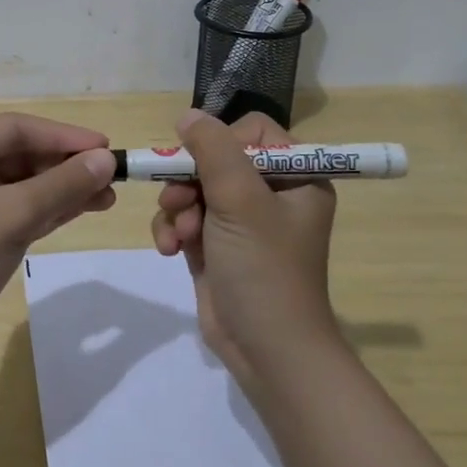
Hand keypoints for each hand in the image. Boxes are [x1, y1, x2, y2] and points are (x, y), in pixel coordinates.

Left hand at [0, 113, 117, 357]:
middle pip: (21, 154)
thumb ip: (61, 185)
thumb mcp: (11, 216)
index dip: (63, 136)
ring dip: (63, 188)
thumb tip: (106, 160)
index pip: (15, 129)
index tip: (105, 147)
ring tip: (108, 197)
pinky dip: (50, 209)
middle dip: (66, 165)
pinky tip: (83, 209)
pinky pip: (20, 210)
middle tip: (111, 176)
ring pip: (24, 184)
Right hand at [150, 109, 338, 384]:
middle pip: (215, 158)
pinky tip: (169, 249)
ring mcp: (242, 221)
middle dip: (189, 180)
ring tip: (178, 234)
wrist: (266, 351)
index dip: (222, 142)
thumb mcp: (241, 201)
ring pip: (193, 187)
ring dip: (177, 207)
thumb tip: (188, 116)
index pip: (253, 132)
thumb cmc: (264, 268)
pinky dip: (173, 229)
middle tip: (178, 200)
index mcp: (297, 176)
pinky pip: (185, 217)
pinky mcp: (216, 245)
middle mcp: (271, 193)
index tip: (203, 163)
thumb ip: (213, 150)